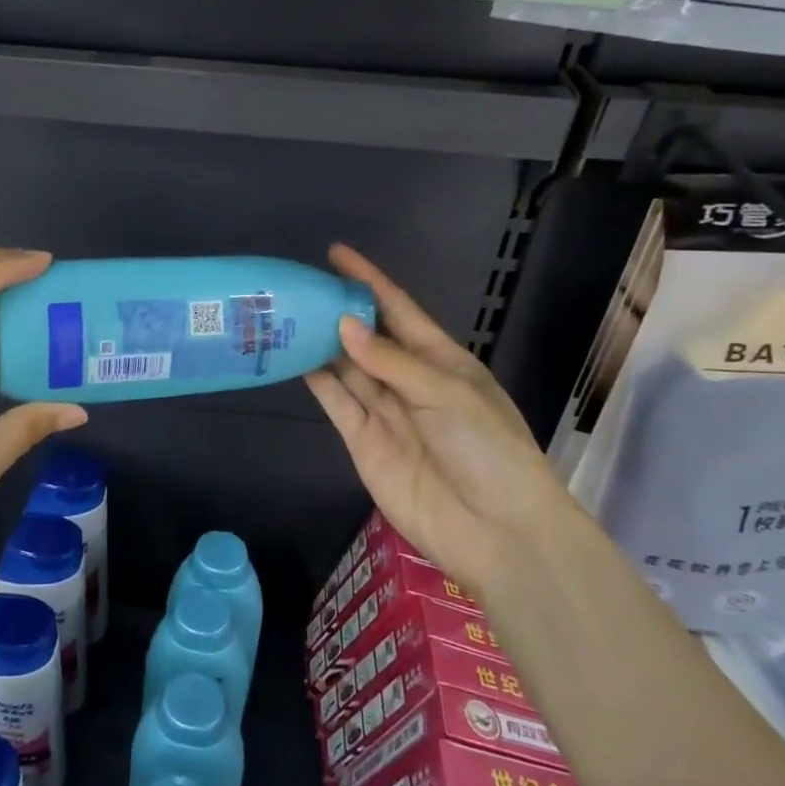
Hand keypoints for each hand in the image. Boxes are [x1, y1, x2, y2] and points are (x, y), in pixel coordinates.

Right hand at [305, 245, 576, 583]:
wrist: (496, 531)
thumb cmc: (488, 450)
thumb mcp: (447, 394)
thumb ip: (392, 362)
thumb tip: (344, 326)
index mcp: (442, 361)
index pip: (399, 310)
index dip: (369, 281)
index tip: (337, 253)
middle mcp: (409, 381)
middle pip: (368, 338)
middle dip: (338, 312)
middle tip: (299, 287)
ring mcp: (386, 412)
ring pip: (347, 369)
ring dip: (322, 344)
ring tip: (287, 316)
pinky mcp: (364, 442)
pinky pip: (338, 403)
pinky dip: (319, 382)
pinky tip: (295, 359)